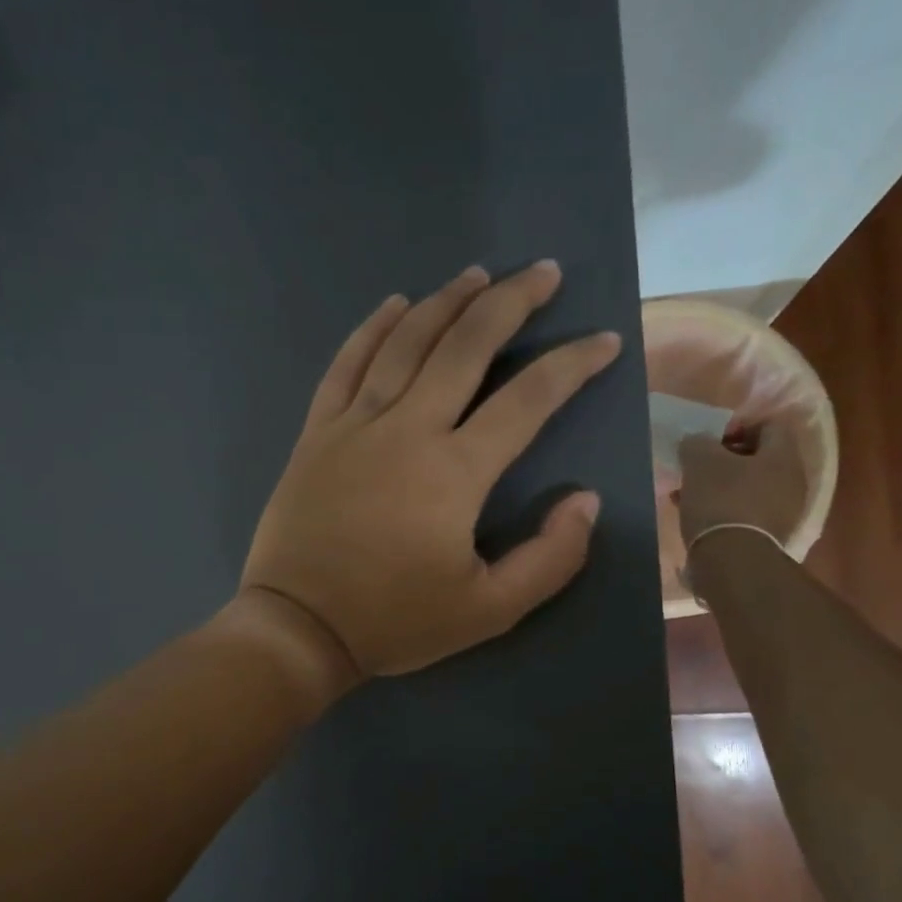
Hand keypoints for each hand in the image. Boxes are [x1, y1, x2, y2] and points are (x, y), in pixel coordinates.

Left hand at [240, 261, 620, 679]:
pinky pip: (345, 366)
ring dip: (445, 302)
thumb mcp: (489, 611)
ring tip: (477, 274)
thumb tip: (586, 500)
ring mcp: (354, 425)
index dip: (572, 365)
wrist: (298, 628)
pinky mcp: (316, 434)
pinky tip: (393, 304)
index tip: (603, 341)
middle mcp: (407, 430)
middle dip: (511, 302)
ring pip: (405, 343)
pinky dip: (371, 330)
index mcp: (454, 471)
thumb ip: (550, 559)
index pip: (528, 399)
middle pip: (465, 346)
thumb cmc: (393, 621)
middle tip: (543, 273)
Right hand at [676, 426, 805, 547]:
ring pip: (749, 487)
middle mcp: (792, 481)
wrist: (732, 561)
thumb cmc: (720, 500)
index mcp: (783, 455)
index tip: (710, 441)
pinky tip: (698, 517)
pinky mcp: (769, 537)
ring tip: (690, 495)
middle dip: (725, 460)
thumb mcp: (699, 461)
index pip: (769, 426)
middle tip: (696, 468)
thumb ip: (697, 442)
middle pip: (759, 459)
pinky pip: (746, 512)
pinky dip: (724, 509)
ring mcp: (784, 511)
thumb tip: (697, 442)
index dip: (738, 426)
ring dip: (721, 486)